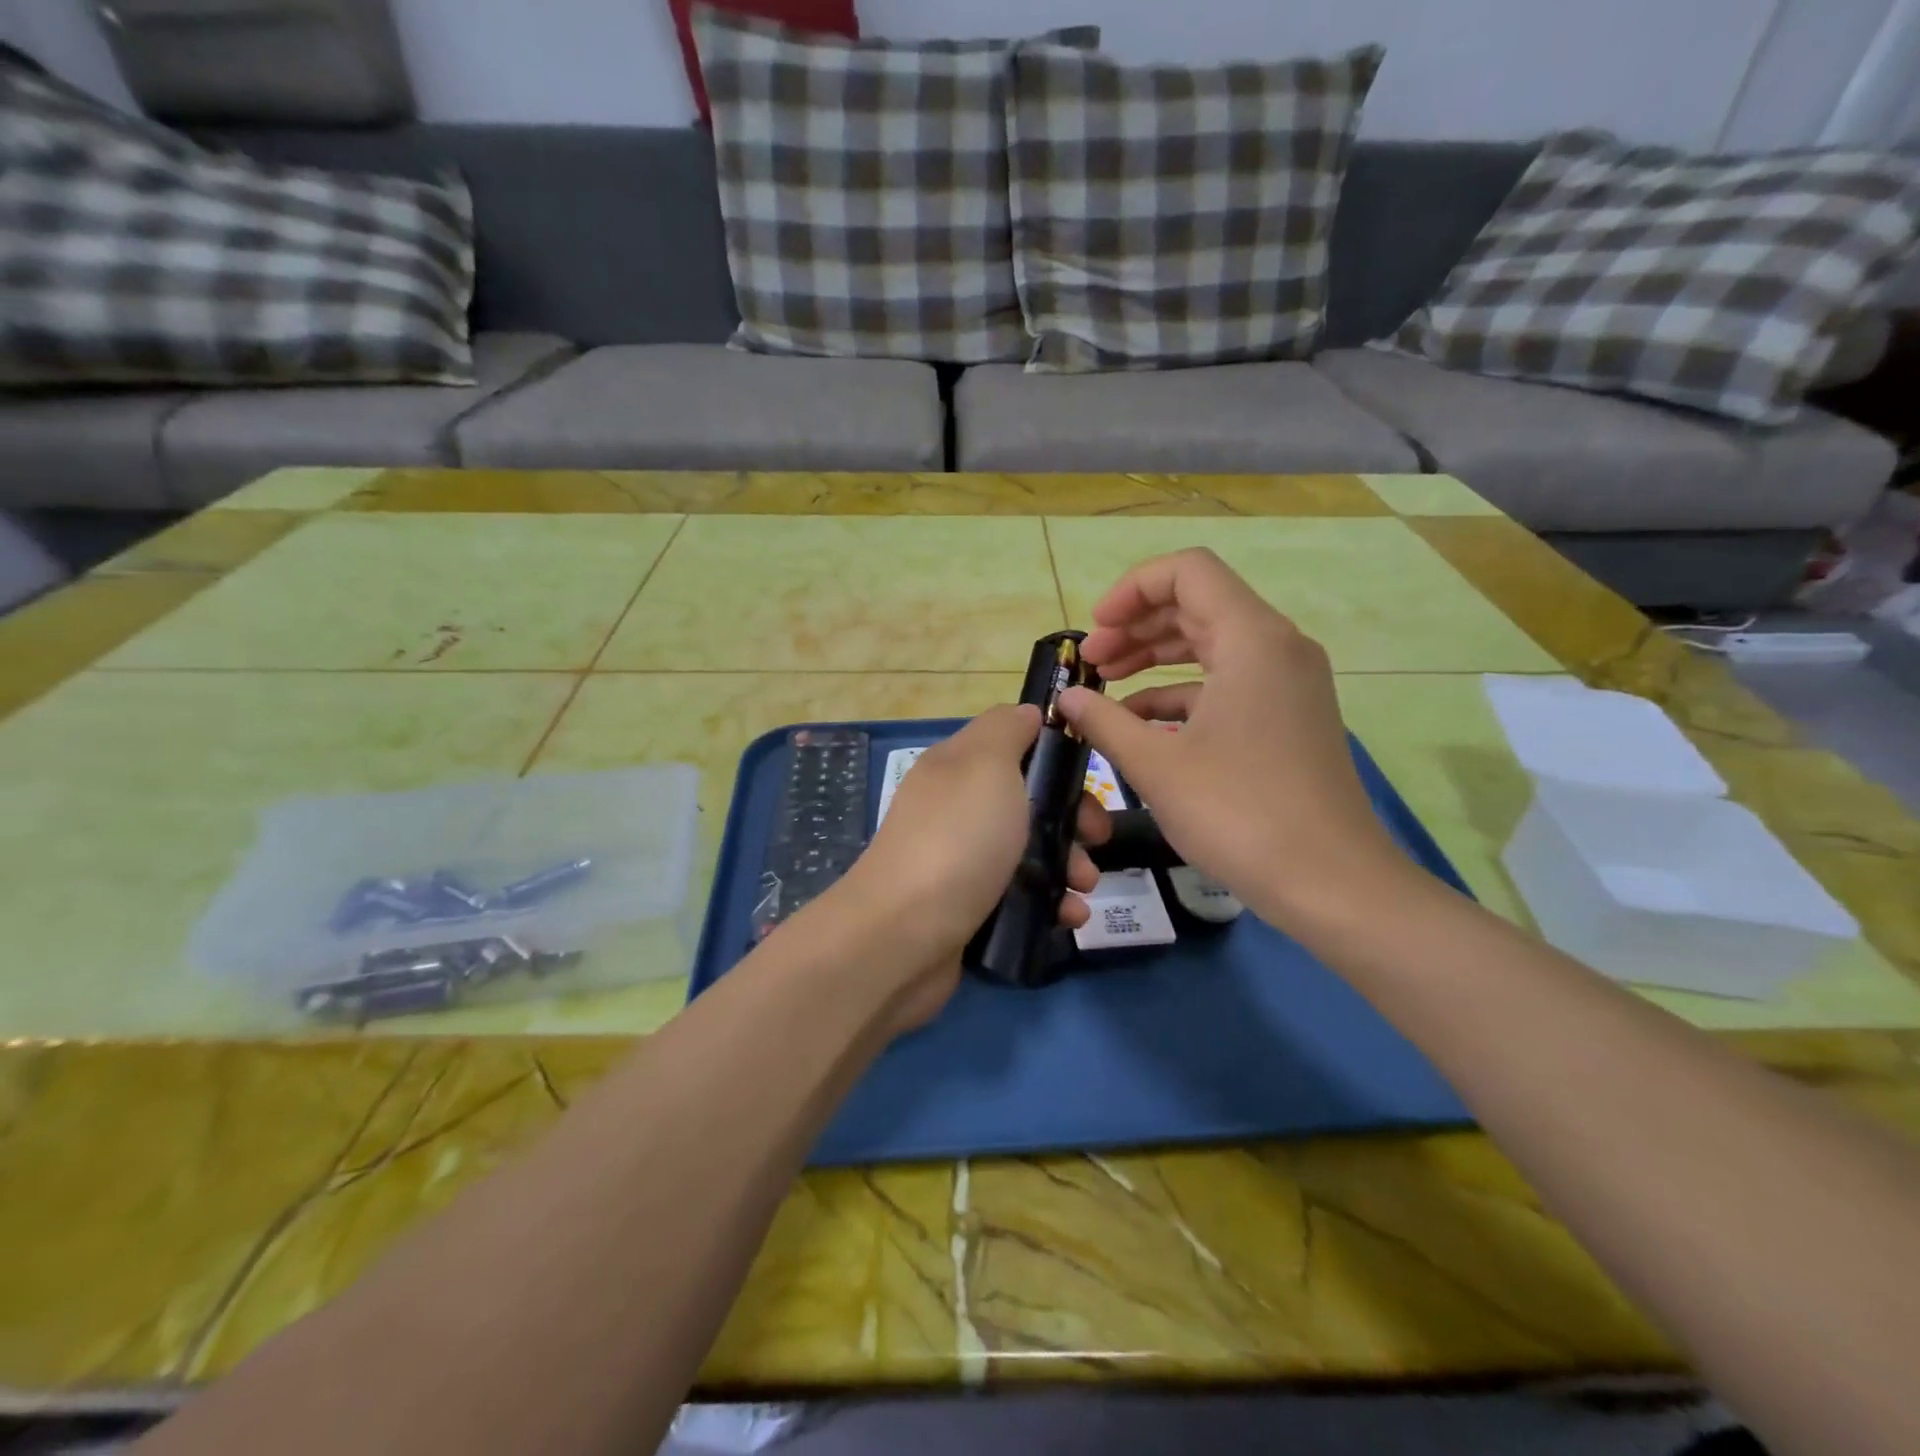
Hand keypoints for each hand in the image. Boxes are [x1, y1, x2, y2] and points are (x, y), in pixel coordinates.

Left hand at [832, 704, 1107, 1030]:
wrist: (904, 935)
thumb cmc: (957, 839)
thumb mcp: (985, 765)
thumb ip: (1007, 730)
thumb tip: (1027, 714)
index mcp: (957, 767)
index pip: (1012, 743)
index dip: (1054, 754)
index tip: (1090, 776)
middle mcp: (956, 809)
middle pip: (1027, 801)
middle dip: (1072, 818)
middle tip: (1097, 838)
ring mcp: (960, 860)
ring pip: (1029, 851)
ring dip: (1069, 864)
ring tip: (1084, 887)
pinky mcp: (968, 907)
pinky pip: (1019, 895)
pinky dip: (1050, 903)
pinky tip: (1069, 916)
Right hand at [1058, 548, 1409, 926]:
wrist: (1331, 884)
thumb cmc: (1240, 814)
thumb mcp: (1157, 766)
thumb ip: (1105, 721)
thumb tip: (1067, 699)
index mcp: (1252, 639)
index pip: (1188, 572)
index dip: (1131, 589)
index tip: (1094, 631)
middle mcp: (1277, 648)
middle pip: (1198, 606)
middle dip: (1136, 627)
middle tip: (1091, 664)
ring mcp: (1287, 684)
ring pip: (1211, 646)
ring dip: (1155, 659)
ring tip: (1106, 688)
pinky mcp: (1287, 718)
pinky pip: (1226, 685)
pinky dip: (1182, 695)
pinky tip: (1142, 727)